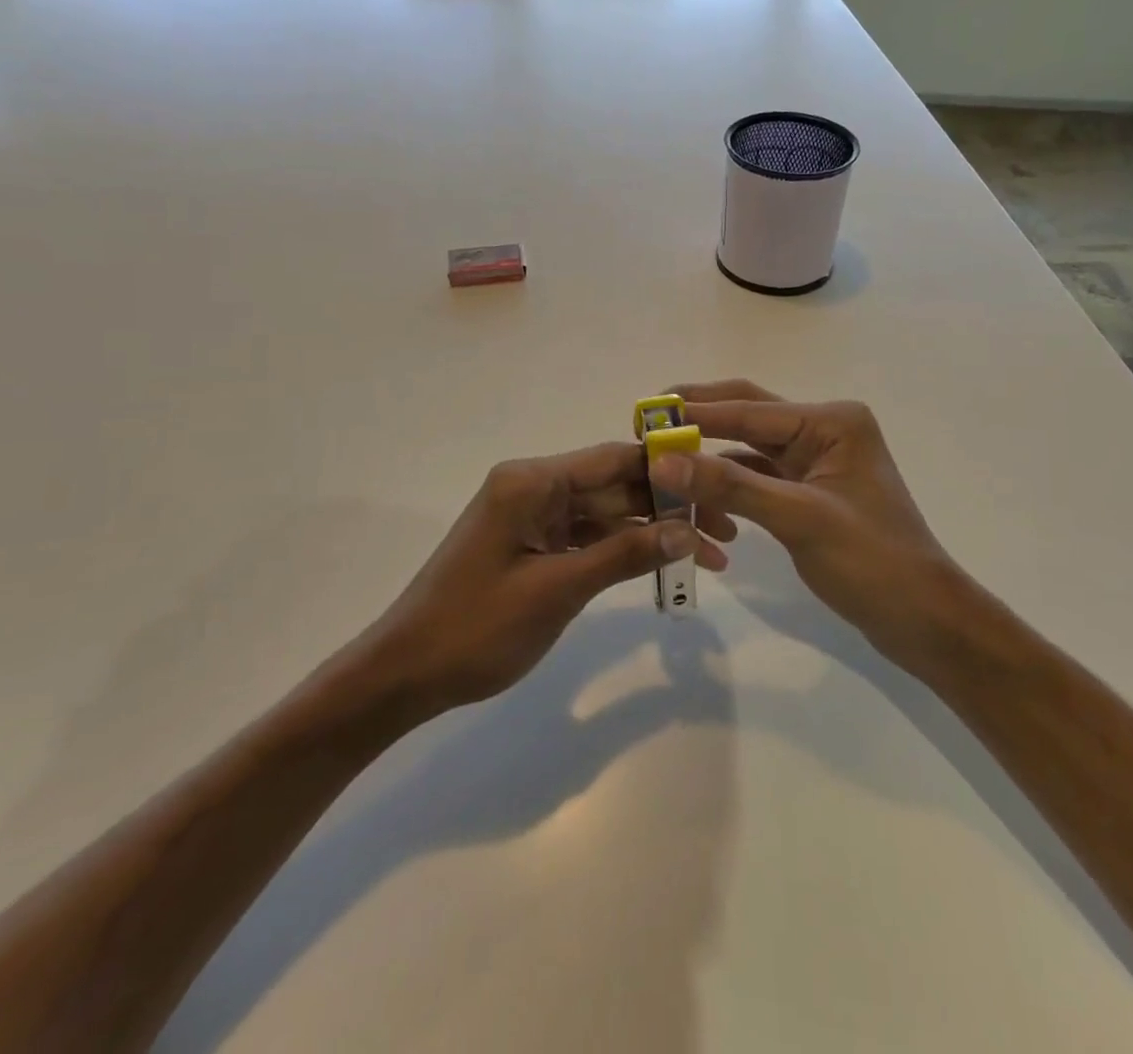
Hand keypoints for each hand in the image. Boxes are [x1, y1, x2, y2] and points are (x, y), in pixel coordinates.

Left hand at [355, 442, 728, 715]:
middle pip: (613, 485)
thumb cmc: (476, 628)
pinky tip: (661, 562)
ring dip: (650, 531)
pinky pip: (586, 536)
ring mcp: (531, 515)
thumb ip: (624, 554)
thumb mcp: (557, 590)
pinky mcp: (531, 543)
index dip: (667, 468)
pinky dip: (622, 549)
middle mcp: (532, 486)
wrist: (406, 673)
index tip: (718, 480)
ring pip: (605, 512)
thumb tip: (687, 529)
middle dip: (668, 506)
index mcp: (531, 481)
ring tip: (708, 554)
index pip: (612, 459)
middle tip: (726, 530)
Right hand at [648, 381, 959, 664]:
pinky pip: (758, 474)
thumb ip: (729, 486)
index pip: (749, 409)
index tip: (644, 415)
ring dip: (708, 449)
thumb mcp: (799, 519)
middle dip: (698, 416)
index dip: (694, 413)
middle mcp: (823, 429)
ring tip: (660, 451)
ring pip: (749, 445)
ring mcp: (816, 459)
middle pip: (748, 413)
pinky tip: (695, 486)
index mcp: (831, 421)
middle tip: (646, 419)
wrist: (925, 620)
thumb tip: (661, 462)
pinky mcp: (808, 489)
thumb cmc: (872, 562)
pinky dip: (727, 479)